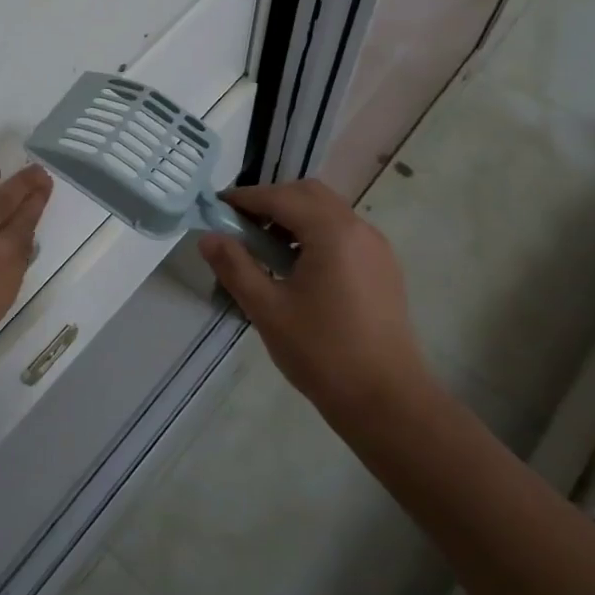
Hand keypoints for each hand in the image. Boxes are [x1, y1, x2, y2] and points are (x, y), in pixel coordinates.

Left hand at [0, 164, 52, 382]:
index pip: (26, 240)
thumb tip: (8, 259)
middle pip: (16, 215)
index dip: (35, 217)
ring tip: (28, 171)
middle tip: (43, 176)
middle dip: (32, 193)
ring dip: (14, 184)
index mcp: (5, 279)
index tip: (42, 201)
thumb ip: (0, 282)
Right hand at [197, 179, 428, 427]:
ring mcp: (376, 248)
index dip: (244, 199)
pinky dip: (314, 233)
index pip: (280, 197)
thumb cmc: (322, 352)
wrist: (387, 400)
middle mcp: (358, 229)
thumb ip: (235, 266)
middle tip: (240, 226)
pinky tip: (296, 267)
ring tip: (264, 249)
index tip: (215, 208)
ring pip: (328, 211)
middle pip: (308, 194)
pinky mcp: (383, 268)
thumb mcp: (267, 308)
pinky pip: (343, 233)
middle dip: (271, 201)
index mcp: (332, 233)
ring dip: (293, 217)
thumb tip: (207, 237)